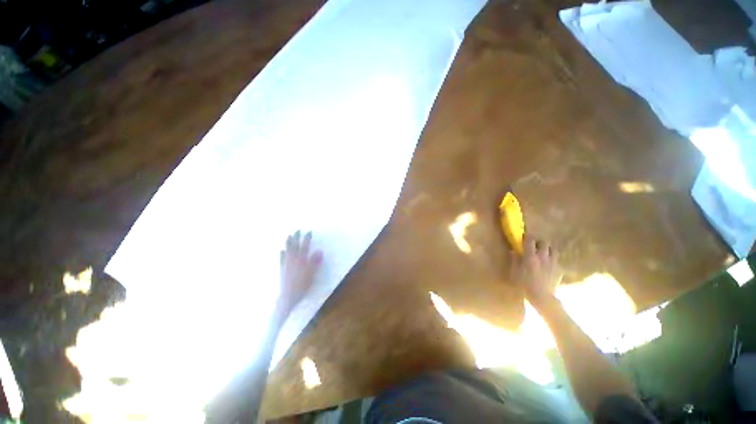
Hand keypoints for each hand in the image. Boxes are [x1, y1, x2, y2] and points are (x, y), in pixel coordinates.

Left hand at [278, 231, 322, 314]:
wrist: (288, 296)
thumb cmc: (302, 284)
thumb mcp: (312, 273)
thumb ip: (315, 261)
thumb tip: (319, 250)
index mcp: (302, 259)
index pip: (305, 245)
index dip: (307, 238)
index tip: (309, 231)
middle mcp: (293, 259)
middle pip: (294, 245)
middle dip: (296, 237)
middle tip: (297, 230)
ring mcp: (286, 263)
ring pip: (287, 250)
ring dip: (288, 242)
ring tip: (289, 236)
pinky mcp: (282, 269)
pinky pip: (281, 258)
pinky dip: (282, 253)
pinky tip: (281, 250)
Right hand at [510, 235, 561, 305]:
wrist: (542, 298)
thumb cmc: (524, 285)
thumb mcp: (514, 272)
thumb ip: (514, 260)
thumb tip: (513, 251)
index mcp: (530, 256)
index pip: (530, 240)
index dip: (527, 236)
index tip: (523, 236)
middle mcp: (543, 257)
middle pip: (544, 242)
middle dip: (539, 242)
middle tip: (534, 245)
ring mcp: (553, 263)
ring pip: (553, 249)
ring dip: (548, 249)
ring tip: (543, 253)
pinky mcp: (559, 269)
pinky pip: (557, 260)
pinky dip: (552, 259)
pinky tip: (549, 265)